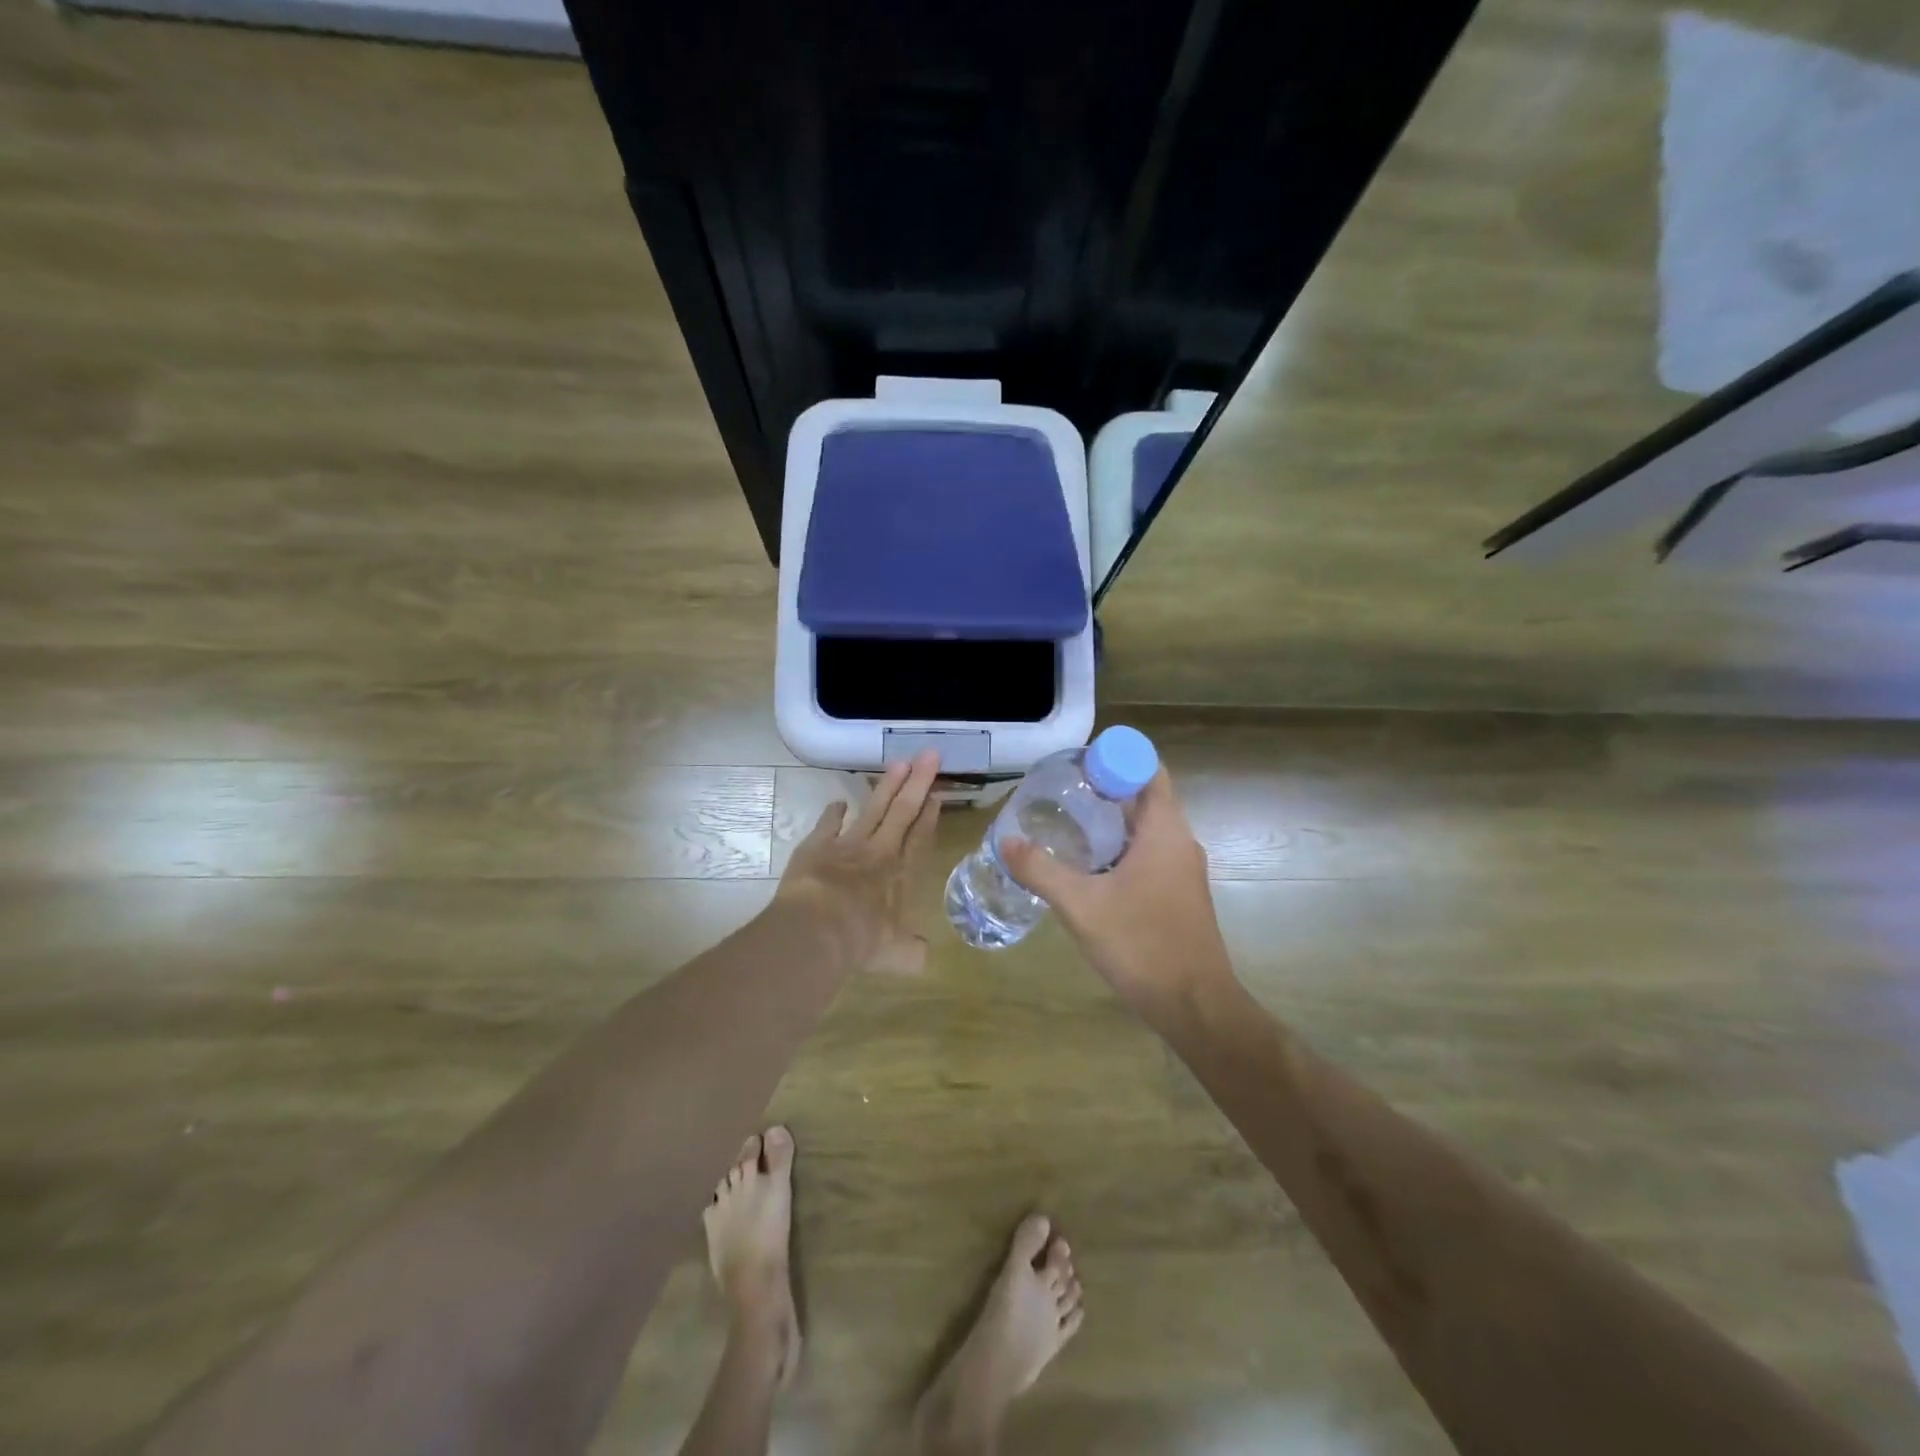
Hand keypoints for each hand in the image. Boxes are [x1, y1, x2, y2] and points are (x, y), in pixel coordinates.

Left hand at [775, 751, 940, 973]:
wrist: (817, 931)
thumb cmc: (862, 942)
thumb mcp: (897, 955)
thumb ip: (912, 952)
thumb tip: (923, 956)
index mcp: (901, 875)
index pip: (920, 838)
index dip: (929, 815)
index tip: (937, 793)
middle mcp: (879, 853)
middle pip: (902, 811)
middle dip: (917, 782)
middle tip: (929, 754)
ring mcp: (847, 845)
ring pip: (873, 809)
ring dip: (886, 786)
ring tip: (898, 763)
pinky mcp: (817, 846)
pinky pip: (829, 823)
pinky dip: (835, 812)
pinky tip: (840, 802)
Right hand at [1002, 767, 1234, 1017]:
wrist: (1195, 1006)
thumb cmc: (1142, 945)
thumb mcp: (1082, 906)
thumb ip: (1042, 871)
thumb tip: (1006, 841)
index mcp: (1165, 832)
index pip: (1147, 770)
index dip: (1114, 759)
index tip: (1076, 765)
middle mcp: (1179, 843)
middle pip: (1144, 797)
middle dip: (1105, 789)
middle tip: (1060, 792)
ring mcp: (1182, 871)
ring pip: (1146, 829)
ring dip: (1111, 822)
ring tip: (1066, 824)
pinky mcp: (1179, 895)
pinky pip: (1149, 855)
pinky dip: (1120, 849)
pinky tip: (1089, 868)